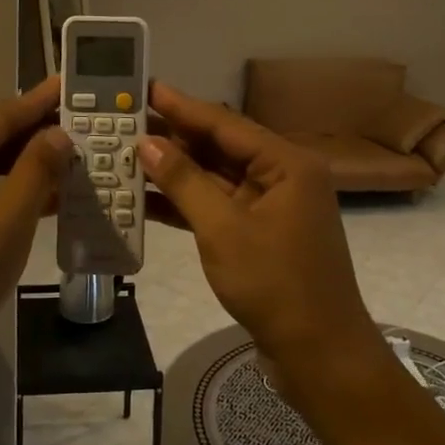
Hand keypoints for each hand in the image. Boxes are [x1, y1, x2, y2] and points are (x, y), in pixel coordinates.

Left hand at [0, 78, 70, 384]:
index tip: (72, 84)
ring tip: (73, 152)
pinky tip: (44, 194)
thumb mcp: (2, 232)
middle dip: (35, 133)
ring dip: (23, 164)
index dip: (38, 102)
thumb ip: (33, 177)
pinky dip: (5, 192)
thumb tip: (58, 135)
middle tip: (83, 120)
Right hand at [140, 83, 380, 378]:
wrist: (319, 355)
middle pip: (220, 147)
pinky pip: (217, 206)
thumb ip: (184, 182)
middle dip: (173, 136)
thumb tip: (148, 142)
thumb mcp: (223, 229)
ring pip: (215, 178)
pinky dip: (185, 203)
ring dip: (175, 170)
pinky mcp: (258, 234)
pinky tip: (145, 198)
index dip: (181, 106)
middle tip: (126, 120)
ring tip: (126, 152)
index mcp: (286, 164)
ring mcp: (270, 207)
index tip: (144, 88)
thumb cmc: (275, 285)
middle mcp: (281, 177)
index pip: (224, 123)